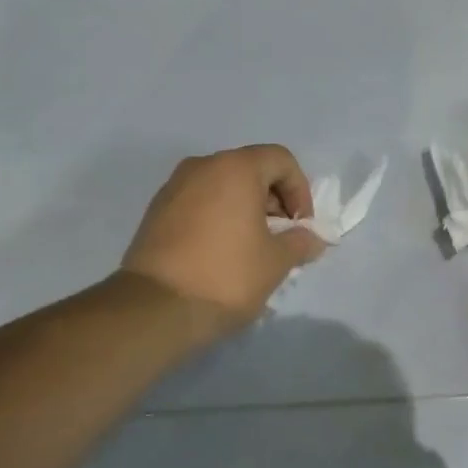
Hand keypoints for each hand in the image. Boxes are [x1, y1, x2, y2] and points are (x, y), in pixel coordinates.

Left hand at [122, 145, 326, 333]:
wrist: (156, 307)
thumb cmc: (227, 275)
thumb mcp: (276, 262)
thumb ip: (301, 242)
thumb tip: (312, 238)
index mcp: (235, 168)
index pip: (281, 160)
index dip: (300, 190)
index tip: (301, 226)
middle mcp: (202, 166)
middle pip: (250, 170)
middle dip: (273, 200)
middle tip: (280, 237)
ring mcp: (174, 187)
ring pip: (222, 186)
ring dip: (245, 209)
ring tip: (252, 248)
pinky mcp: (155, 211)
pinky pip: (198, 203)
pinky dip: (217, 217)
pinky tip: (221, 253)